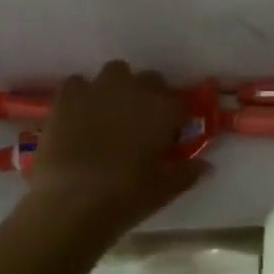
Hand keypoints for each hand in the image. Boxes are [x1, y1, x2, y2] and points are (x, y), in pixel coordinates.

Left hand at [28, 62, 207, 232]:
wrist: (72, 201)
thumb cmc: (126, 196)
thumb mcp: (164, 190)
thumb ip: (187, 173)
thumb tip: (206, 166)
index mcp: (164, 109)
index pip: (179, 102)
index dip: (175, 118)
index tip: (169, 136)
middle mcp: (135, 89)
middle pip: (150, 80)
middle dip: (149, 96)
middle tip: (141, 124)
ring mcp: (99, 88)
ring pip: (115, 71)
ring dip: (117, 87)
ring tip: (109, 114)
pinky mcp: (67, 96)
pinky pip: (78, 83)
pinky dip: (82, 94)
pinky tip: (78, 116)